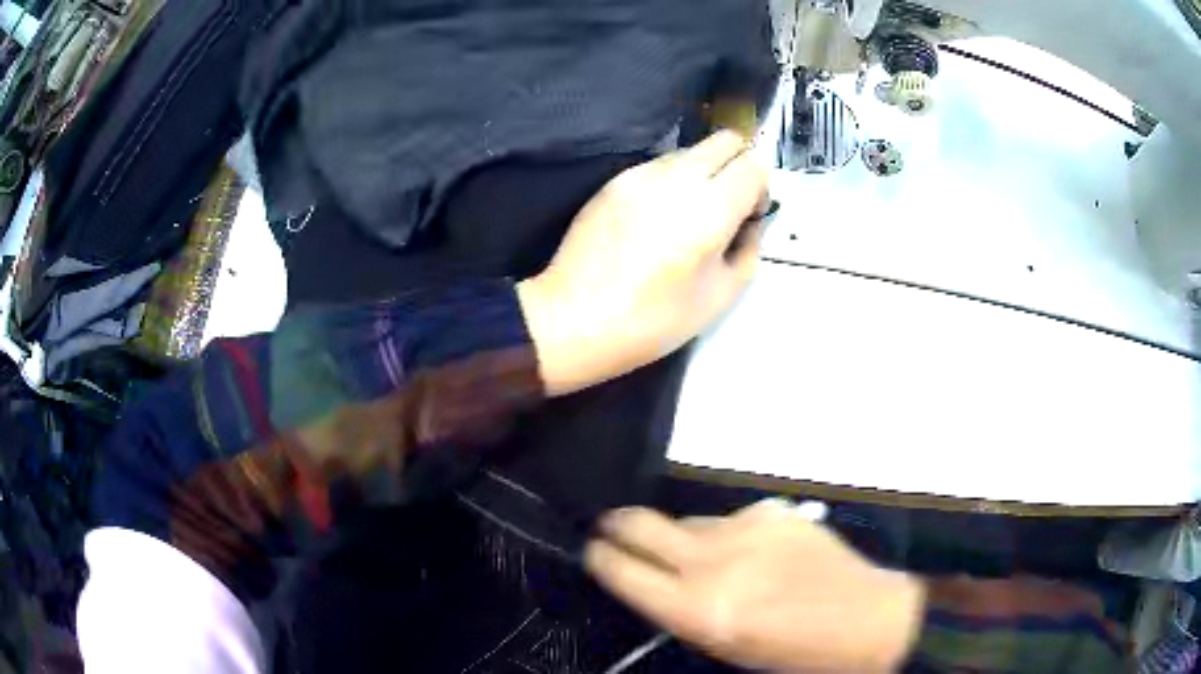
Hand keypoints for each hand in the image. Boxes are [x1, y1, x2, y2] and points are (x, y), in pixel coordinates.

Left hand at [517, 131, 765, 394]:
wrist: (573, 319)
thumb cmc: (652, 320)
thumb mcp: (721, 296)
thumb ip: (748, 248)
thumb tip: (749, 221)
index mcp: (710, 209)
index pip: (753, 163)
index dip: (760, 187)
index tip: (748, 215)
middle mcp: (676, 178)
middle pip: (724, 140)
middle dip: (737, 166)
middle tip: (727, 206)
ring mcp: (639, 174)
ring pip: (689, 150)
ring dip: (702, 172)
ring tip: (686, 217)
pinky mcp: (614, 181)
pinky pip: (657, 166)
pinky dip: (670, 181)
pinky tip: (654, 220)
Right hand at [585, 501, 926, 672]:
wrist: (864, 619)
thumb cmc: (790, 651)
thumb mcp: (724, 646)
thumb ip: (682, 610)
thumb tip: (653, 580)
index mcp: (698, 610)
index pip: (623, 572)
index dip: (601, 558)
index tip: (593, 551)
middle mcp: (714, 564)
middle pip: (641, 525)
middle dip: (618, 525)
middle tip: (613, 527)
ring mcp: (747, 530)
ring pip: (689, 521)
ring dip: (684, 537)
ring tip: (707, 557)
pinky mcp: (774, 511)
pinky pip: (731, 519)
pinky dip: (729, 534)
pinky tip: (756, 553)